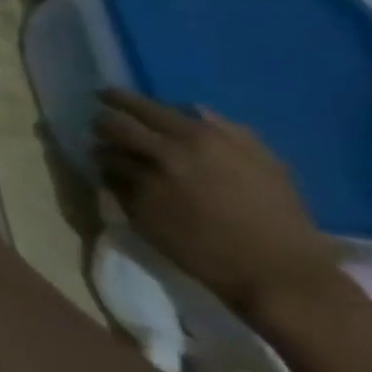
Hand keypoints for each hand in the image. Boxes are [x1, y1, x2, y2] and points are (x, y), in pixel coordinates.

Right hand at [93, 90, 336, 317]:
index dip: (97, 130)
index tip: (91, 136)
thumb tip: (104, 156)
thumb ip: (120, 180)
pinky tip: (192, 122)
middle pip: (146, 109)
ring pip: (183, 111)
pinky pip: (221, 123)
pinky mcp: (258, 152)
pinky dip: (199, 119)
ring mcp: (231, 142)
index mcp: (162, 155)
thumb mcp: (145, 217)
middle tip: (103, 99)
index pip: (114, 126)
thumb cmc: (200, 247)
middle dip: (119, 105)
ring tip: (147, 118)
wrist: (280, 272)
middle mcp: (194, 139)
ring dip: (158, 112)